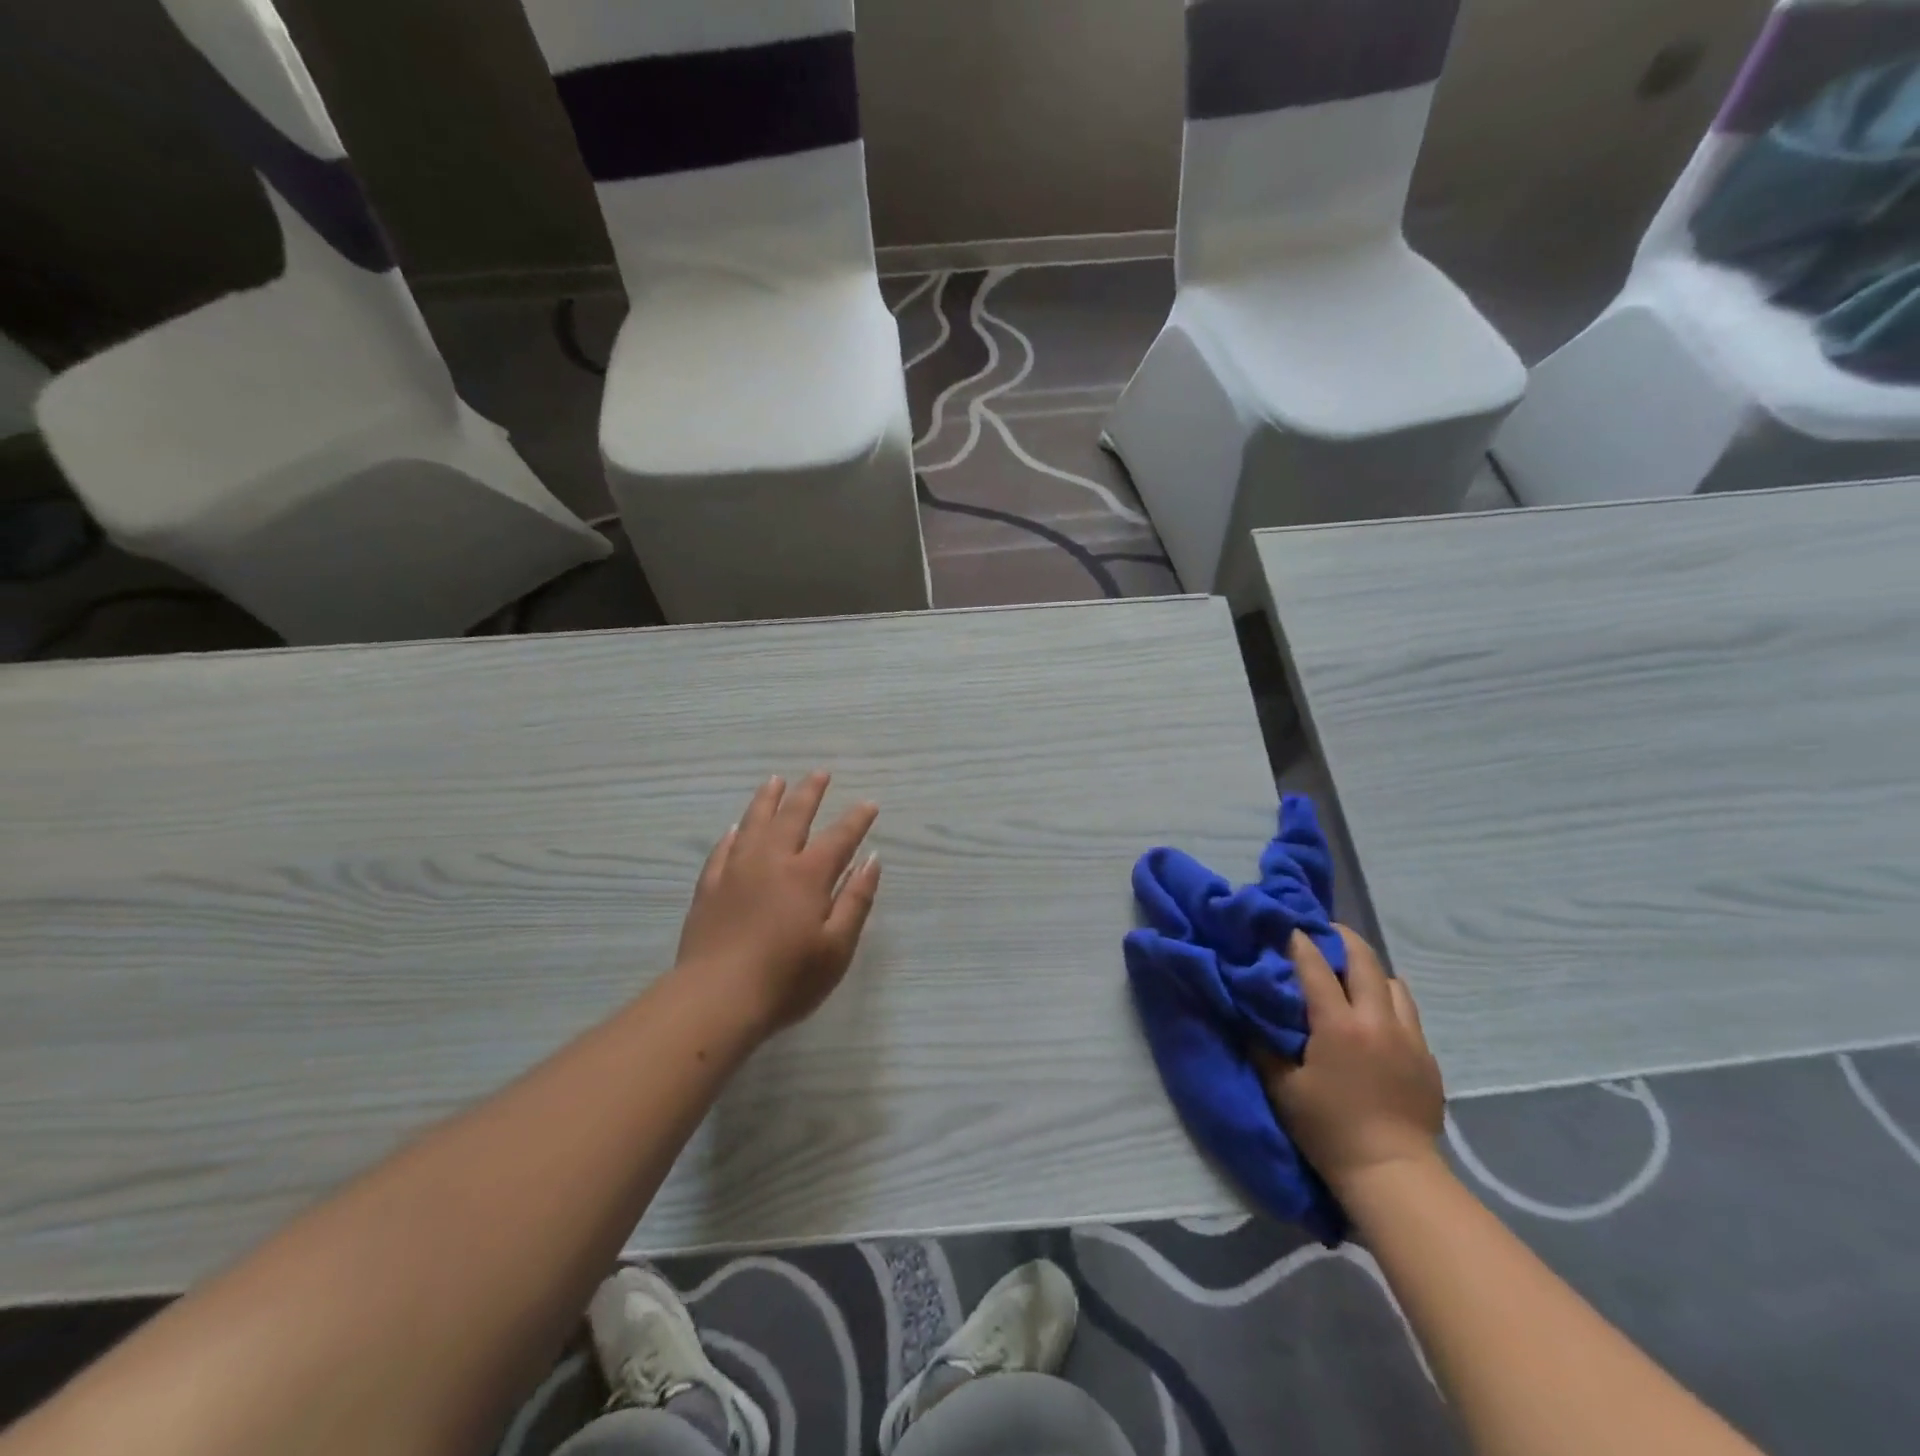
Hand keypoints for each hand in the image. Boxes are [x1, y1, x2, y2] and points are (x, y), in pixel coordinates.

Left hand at [674, 772, 881, 1035]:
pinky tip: (736, 828)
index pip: (839, 837)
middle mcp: (772, 862)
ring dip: (768, 799)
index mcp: (808, 875)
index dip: (856, 819)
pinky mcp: (710, 888)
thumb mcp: (837, 947)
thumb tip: (871, 859)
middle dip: (809, 793)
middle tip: (820, 773)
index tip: (869, 803)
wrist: (716, 999)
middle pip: (793, 817)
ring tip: (775, 780)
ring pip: (754, 823)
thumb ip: (856, 900)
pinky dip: (733, 834)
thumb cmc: (787, 979)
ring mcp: (736, 871)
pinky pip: (723, 849)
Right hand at [1258, 926, 1444, 1194]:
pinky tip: (1376, 1016)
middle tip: (1325, 931)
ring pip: (1393, 983)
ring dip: (1370, 971)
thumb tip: (1249, 1012)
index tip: (1288, 928)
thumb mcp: (1281, 1087)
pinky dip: (1389, 1001)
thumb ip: (1263, 1044)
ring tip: (1353, 975)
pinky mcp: (1427, 1058)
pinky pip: (1408, 1013)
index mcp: (1338, 1025)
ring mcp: (1408, 1038)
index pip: (1316, 967)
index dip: (1300, 943)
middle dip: (1343, 939)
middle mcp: (1377, 1020)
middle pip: (1364, 961)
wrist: (1392, 1173)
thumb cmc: (1328, 1128)